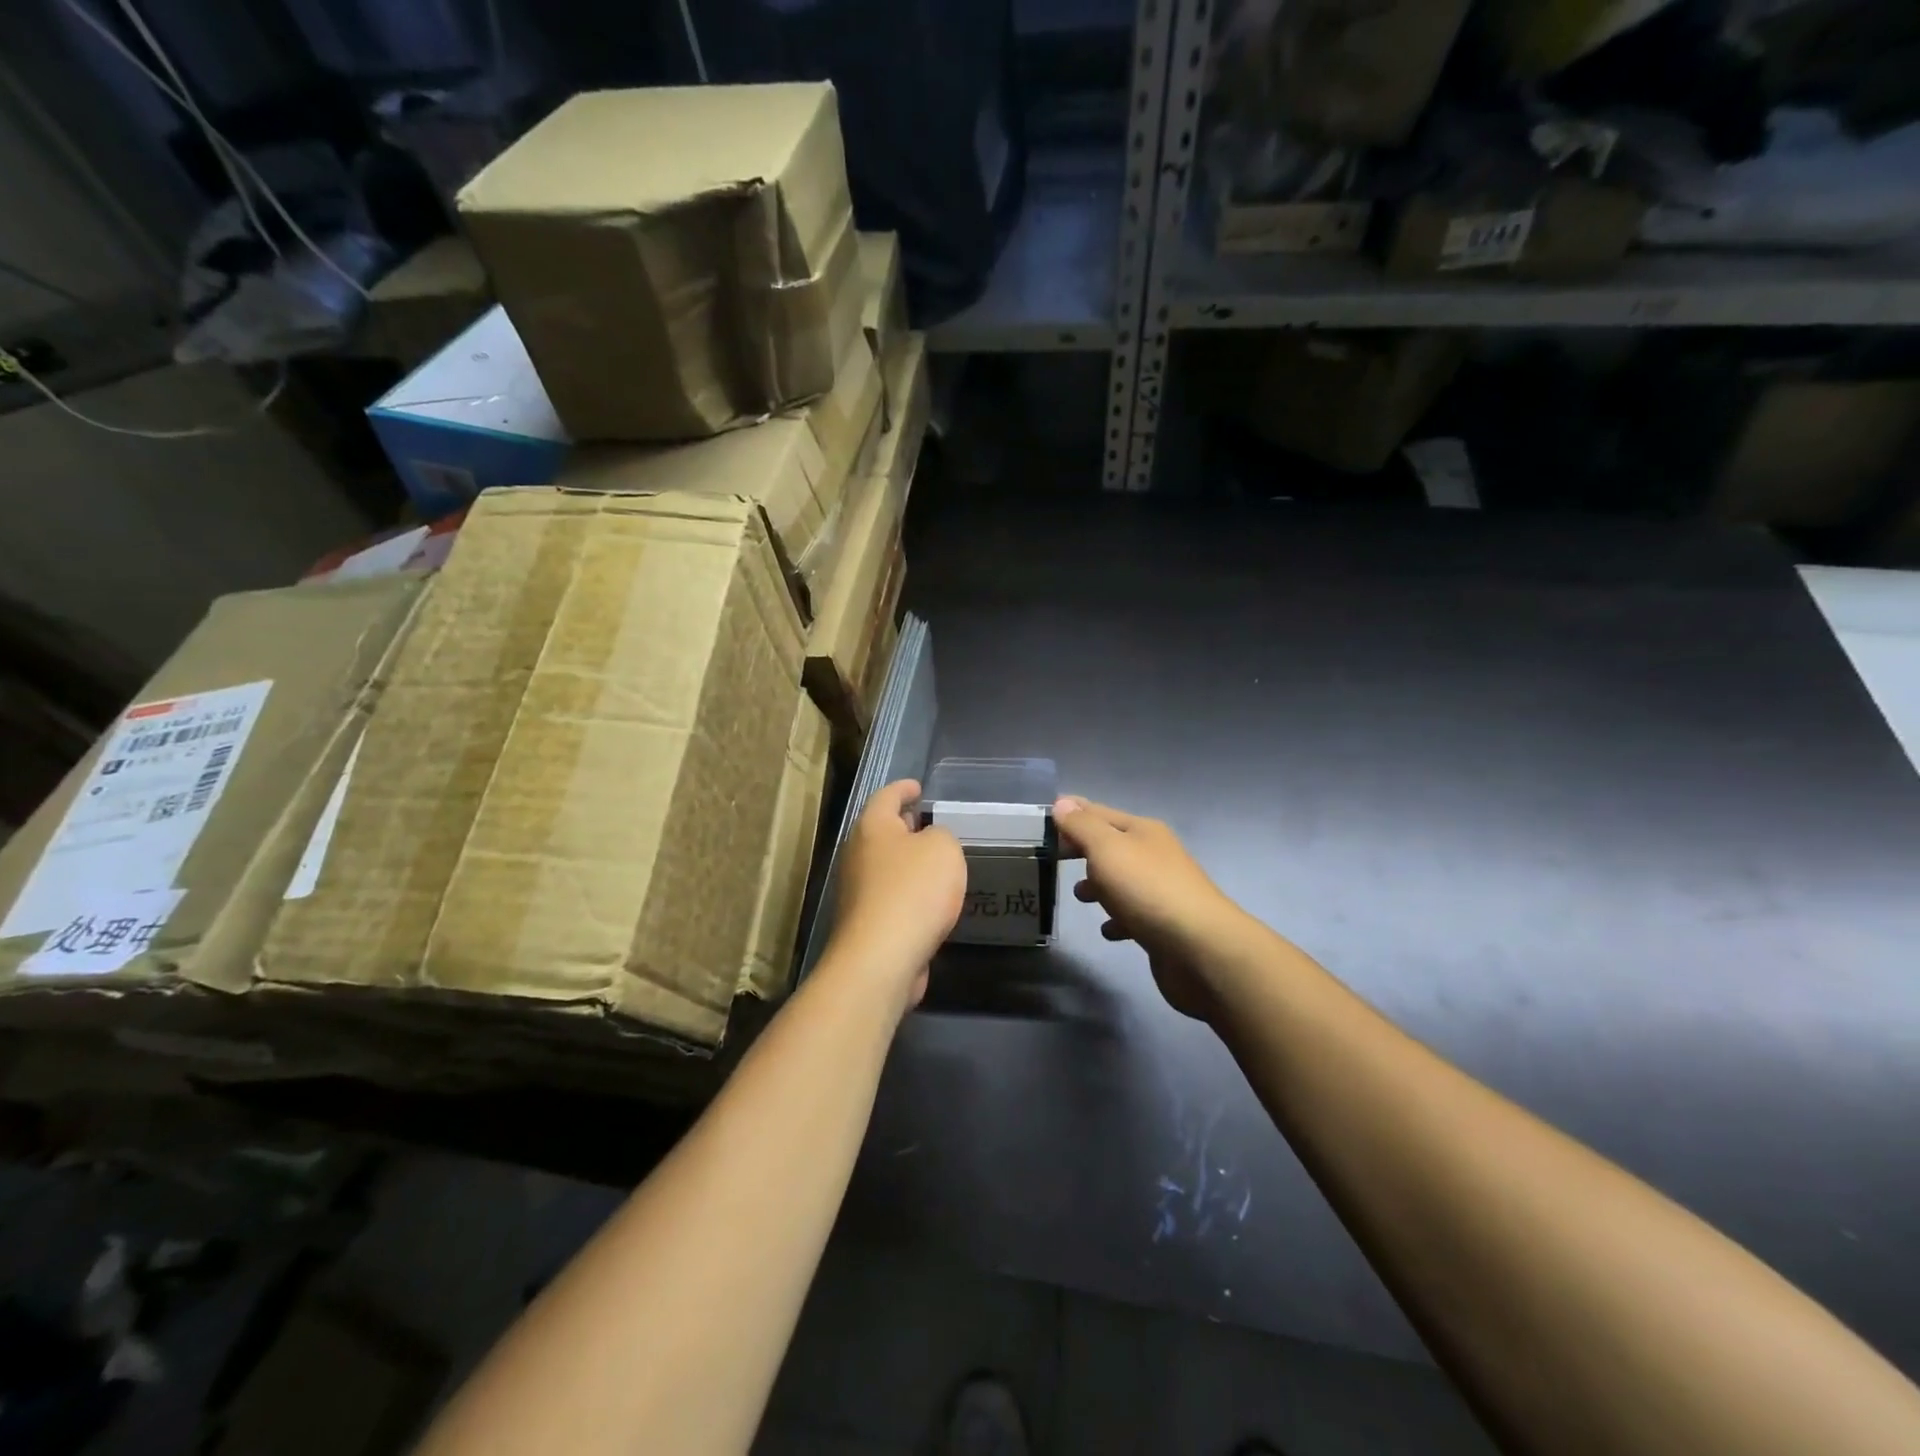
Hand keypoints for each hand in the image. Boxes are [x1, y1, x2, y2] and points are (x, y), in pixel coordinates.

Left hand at [828, 780, 966, 1012]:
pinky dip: (908, 891)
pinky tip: (929, 900)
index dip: (904, 788)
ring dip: (907, 861)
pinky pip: (890, 896)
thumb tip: (928, 842)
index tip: (918, 787)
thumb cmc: (913, 890)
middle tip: (929, 822)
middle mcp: (857, 854)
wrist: (882, 957)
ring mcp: (857, 891)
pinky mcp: (866, 923)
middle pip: (881, 831)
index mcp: (872, 827)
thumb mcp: (943, 848)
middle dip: (904, 825)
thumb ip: (940, 835)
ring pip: (885, 865)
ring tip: (936, 861)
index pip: (887, 796)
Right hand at [1053, 797, 1244, 1021]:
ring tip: (1078, 897)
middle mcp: (1154, 856)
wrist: (1200, 948)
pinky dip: (1117, 920)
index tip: (1044, 820)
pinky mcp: (1163, 925)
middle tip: (1053, 859)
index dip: (1074, 814)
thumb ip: (1082, 826)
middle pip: (1111, 847)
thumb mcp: (1108, 849)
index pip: (1100, 813)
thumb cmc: (1147, 889)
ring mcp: (1161, 891)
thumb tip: (1063, 803)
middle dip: (1083, 851)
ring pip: (1121, 881)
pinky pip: (1133, 916)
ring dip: (1099, 886)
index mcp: (1143, 831)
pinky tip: (1108, 930)